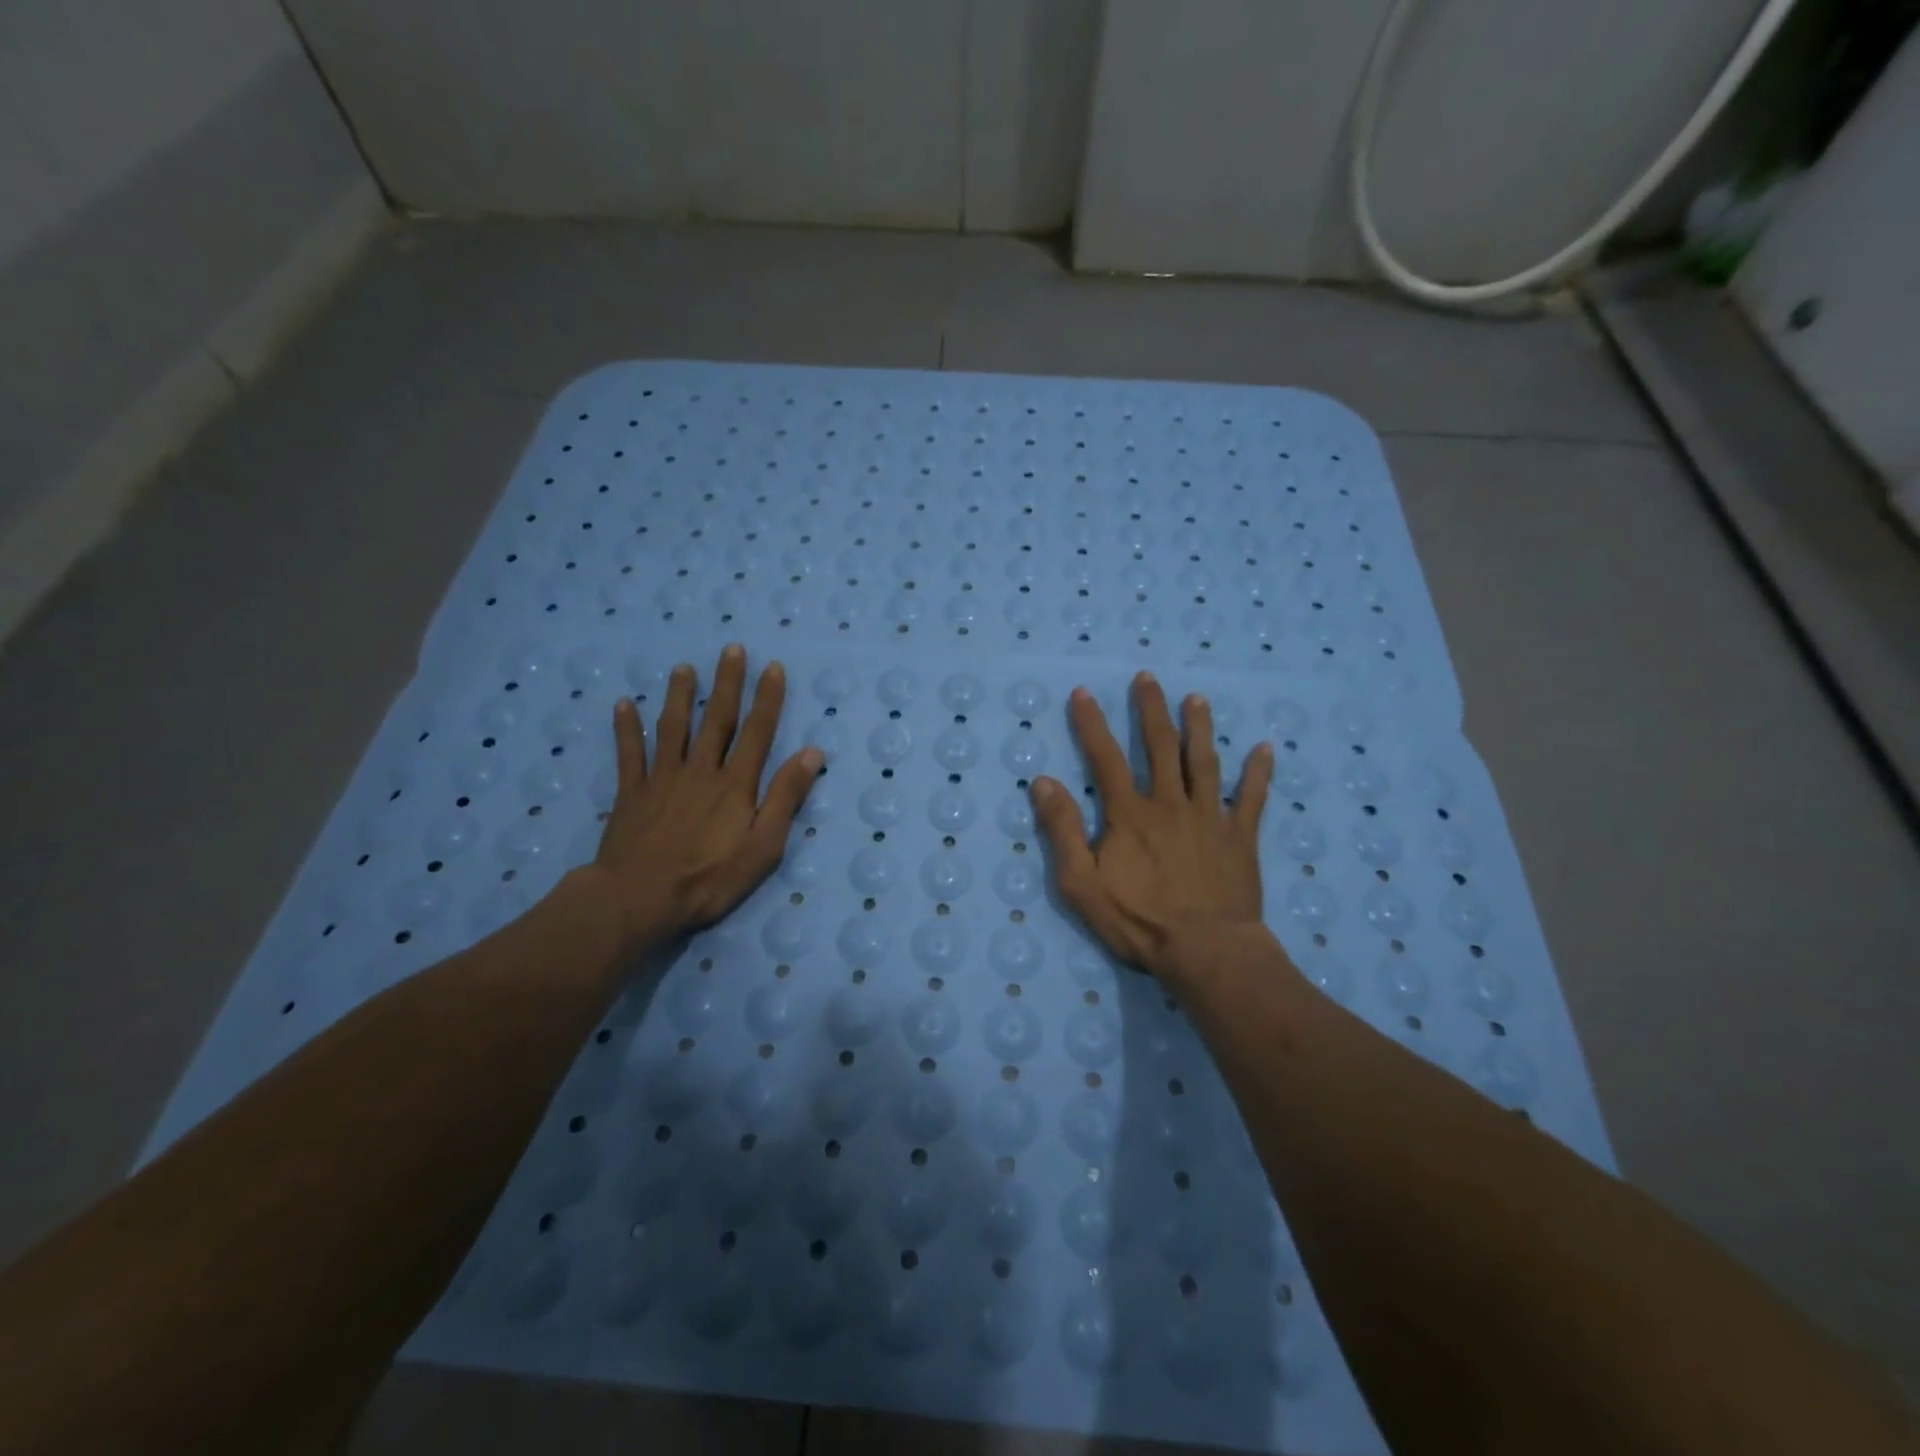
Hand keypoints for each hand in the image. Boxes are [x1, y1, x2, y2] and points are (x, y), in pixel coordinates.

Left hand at [585, 645, 821, 951]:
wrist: (639, 898)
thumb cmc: (709, 878)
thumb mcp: (763, 846)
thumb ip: (785, 797)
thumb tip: (811, 753)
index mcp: (735, 784)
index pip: (757, 732)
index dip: (767, 699)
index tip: (772, 667)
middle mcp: (700, 770)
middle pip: (717, 720)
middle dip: (727, 683)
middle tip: (731, 648)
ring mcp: (662, 779)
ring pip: (672, 728)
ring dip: (680, 696)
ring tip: (683, 668)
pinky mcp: (631, 793)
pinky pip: (628, 754)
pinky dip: (626, 728)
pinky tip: (623, 704)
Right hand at [1030, 672, 1274, 983]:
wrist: (1206, 951)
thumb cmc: (1138, 921)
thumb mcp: (1081, 883)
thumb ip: (1062, 830)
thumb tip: (1042, 781)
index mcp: (1130, 814)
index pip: (1105, 758)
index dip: (1092, 724)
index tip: (1084, 692)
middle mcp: (1170, 803)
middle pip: (1160, 747)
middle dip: (1151, 709)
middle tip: (1147, 678)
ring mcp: (1209, 817)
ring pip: (1205, 762)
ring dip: (1200, 728)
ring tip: (1197, 699)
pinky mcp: (1240, 837)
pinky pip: (1251, 798)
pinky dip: (1258, 773)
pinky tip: (1264, 748)